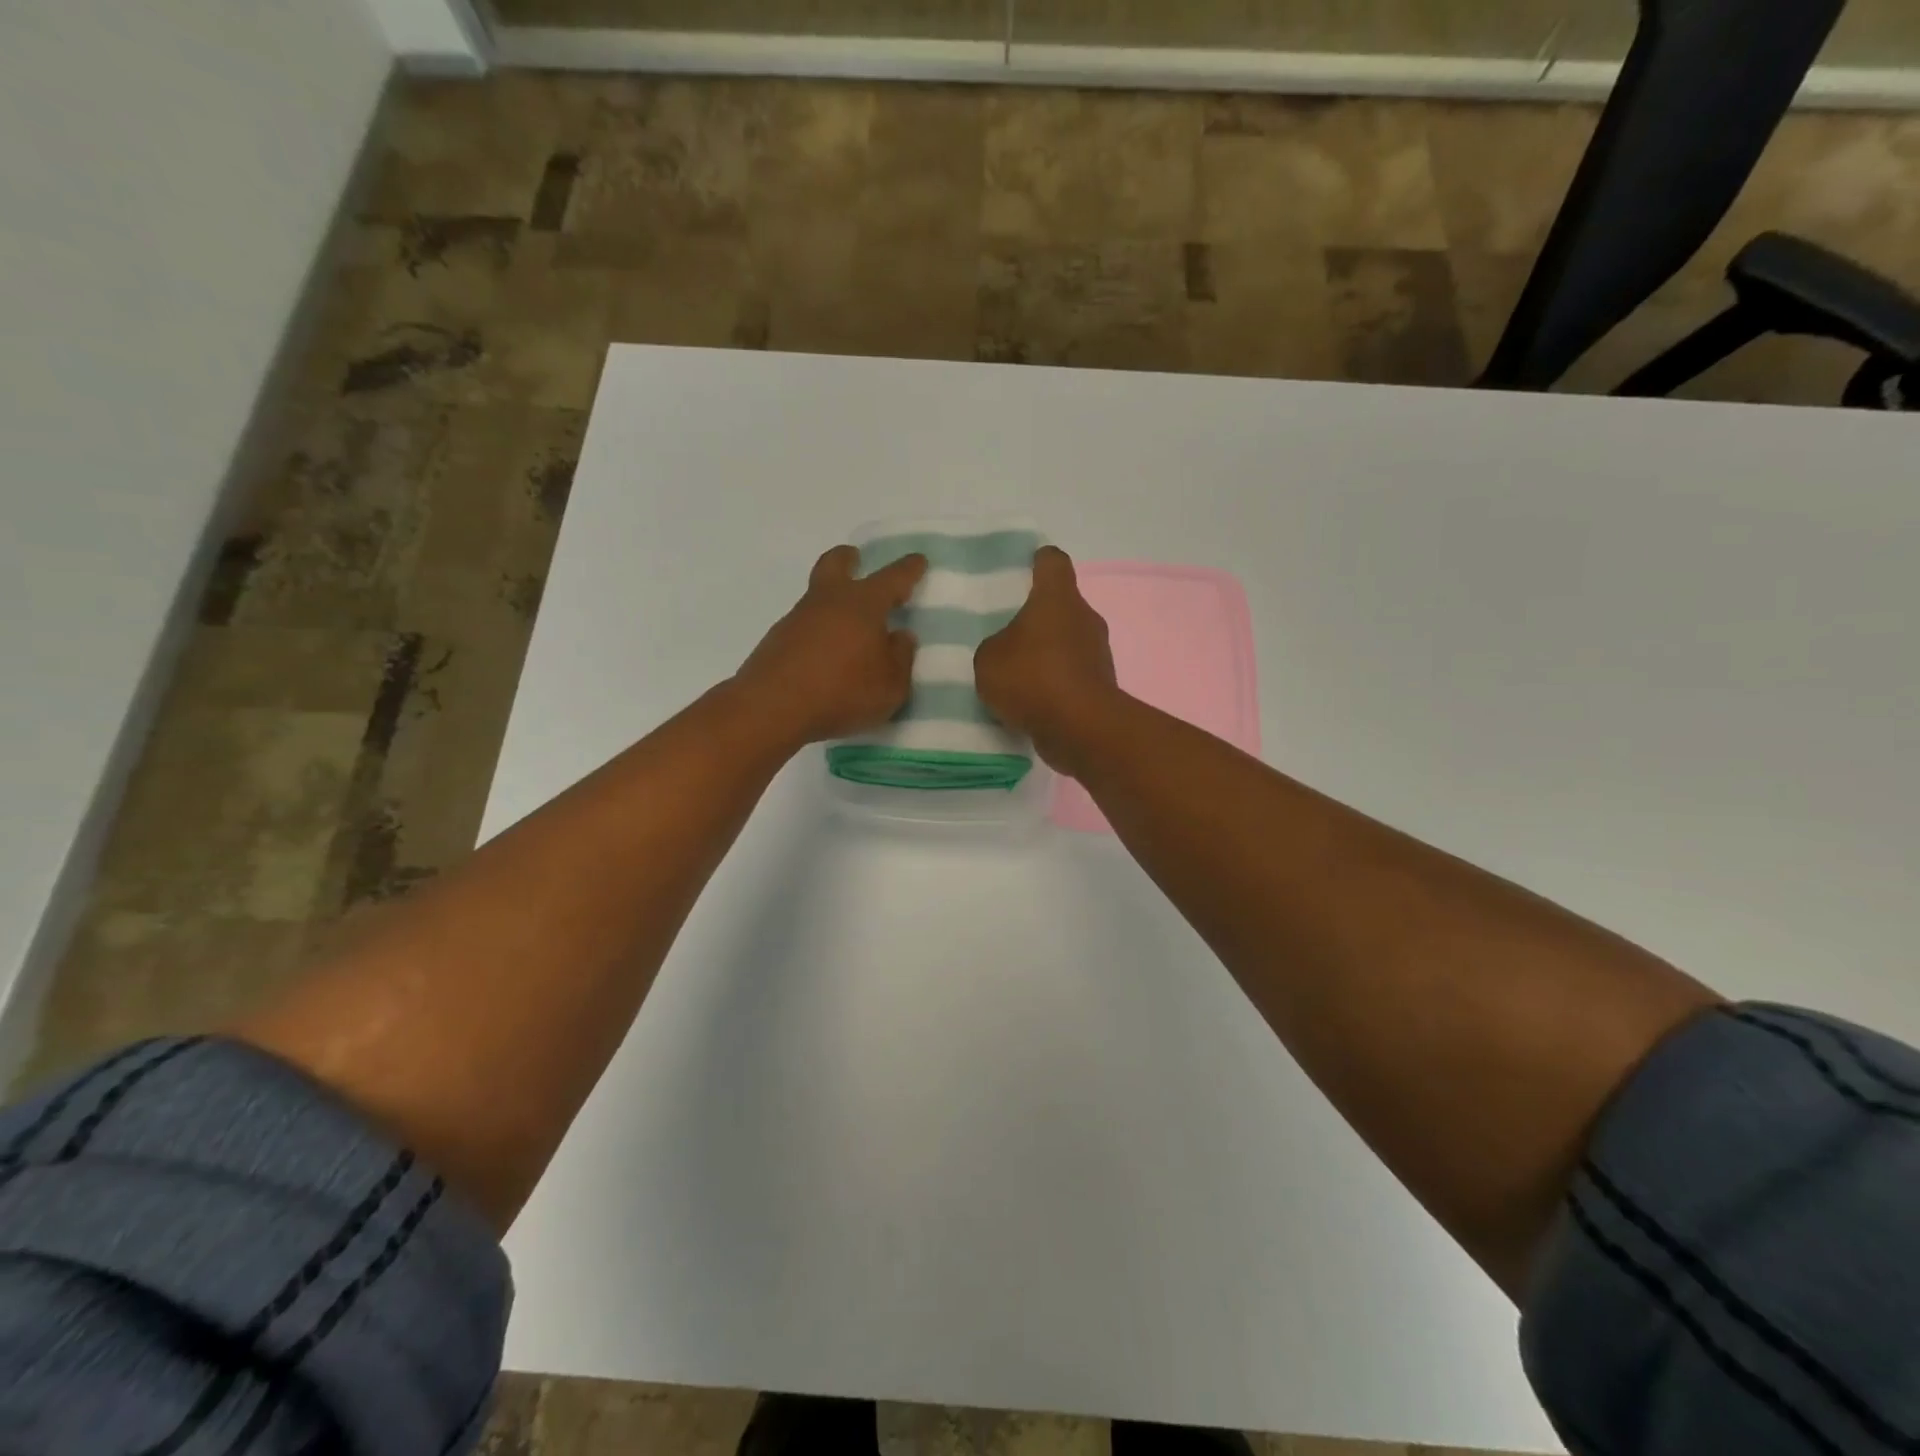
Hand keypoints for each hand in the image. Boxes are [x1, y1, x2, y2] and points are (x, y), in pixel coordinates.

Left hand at [732, 545, 926, 747]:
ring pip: (817, 596)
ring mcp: (797, 619)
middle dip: (849, 559)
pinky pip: (804, 626)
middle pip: (836, 564)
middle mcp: (828, 601)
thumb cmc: (843, 692)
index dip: (908, 569)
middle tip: (857, 560)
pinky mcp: (776, 641)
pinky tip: (824, 655)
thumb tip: (900, 636)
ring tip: (848, 627)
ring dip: (833, 601)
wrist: (772, 708)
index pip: (892, 578)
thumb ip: (901, 658)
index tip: (917, 560)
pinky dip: (817, 631)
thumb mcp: (891, 685)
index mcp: (863, 604)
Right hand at [975, 546, 1122, 773]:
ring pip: (1068, 640)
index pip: (1053, 562)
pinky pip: (1072, 673)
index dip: (1038, 561)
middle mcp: (1084, 617)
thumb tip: (1007, 650)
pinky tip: (1032, 700)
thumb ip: (994, 646)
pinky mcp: (1101, 683)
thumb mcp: (989, 659)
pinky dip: (1056, 682)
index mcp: (1057, 598)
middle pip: (1061, 604)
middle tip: (1008, 631)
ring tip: (1017, 672)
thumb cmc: (1032, 678)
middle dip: (1037, 616)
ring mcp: (1098, 651)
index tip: (1023, 570)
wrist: (1080, 728)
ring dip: (1047, 652)